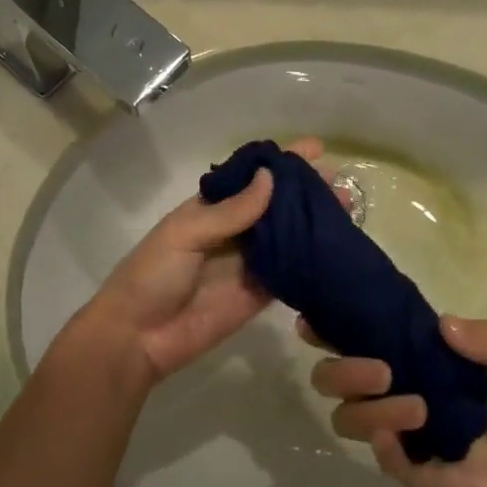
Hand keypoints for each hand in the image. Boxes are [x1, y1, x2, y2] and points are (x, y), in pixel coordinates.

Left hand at [85, 137, 339, 383]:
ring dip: (314, 223)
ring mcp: (249, 263)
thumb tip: (271, 178)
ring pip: (288, 236)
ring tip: (348, 209)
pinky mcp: (259, 294)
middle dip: (306, 192)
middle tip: (341, 183)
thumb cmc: (152, 276)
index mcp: (210, 209)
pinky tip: (336, 247)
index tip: (315, 149)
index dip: (281, 163)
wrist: (139, 338)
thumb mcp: (185, 235)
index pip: (251, 178)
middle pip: (276, 206)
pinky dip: (311, 259)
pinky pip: (290, 272)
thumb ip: (230, 212)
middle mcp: (234, 231)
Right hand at [301, 314, 486, 486]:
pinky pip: (378, 456)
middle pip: (332, 378)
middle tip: (382, 371)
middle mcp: (392, 391)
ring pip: (346, 417)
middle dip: (343, 370)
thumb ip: (483, 338)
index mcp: (410, 360)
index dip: (328, 330)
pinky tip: (405, 438)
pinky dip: (384, 444)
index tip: (313, 323)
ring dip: (372, 410)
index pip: (356, 340)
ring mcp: (397, 433)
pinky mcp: (409, 470)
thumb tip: (443, 323)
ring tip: (419, 410)